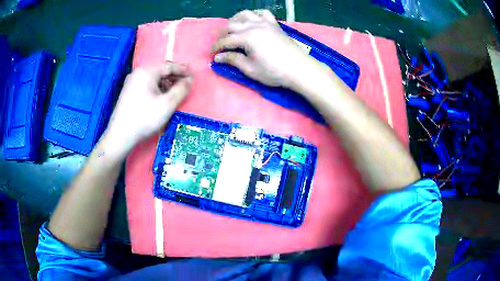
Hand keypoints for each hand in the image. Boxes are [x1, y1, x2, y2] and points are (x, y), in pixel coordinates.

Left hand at [104, 62, 192, 154]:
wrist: (120, 136)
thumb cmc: (145, 118)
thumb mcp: (167, 104)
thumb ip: (181, 90)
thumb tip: (190, 80)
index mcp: (147, 72)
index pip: (169, 66)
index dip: (183, 70)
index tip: (193, 76)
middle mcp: (138, 73)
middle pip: (160, 71)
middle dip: (174, 77)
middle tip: (186, 84)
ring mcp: (132, 82)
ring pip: (154, 78)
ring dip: (166, 83)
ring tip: (175, 92)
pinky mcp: (129, 92)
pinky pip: (147, 85)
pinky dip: (157, 88)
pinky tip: (161, 97)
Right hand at [212, 10, 316, 88]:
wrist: (299, 69)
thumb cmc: (274, 71)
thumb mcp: (250, 69)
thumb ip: (233, 60)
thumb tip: (218, 57)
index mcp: (247, 37)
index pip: (225, 40)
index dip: (216, 47)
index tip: (212, 55)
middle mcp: (254, 25)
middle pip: (231, 25)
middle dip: (222, 34)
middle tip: (221, 45)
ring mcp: (265, 22)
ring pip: (245, 14)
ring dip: (235, 20)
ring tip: (233, 30)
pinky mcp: (274, 24)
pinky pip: (262, 13)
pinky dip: (254, 15)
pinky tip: (252, 21)